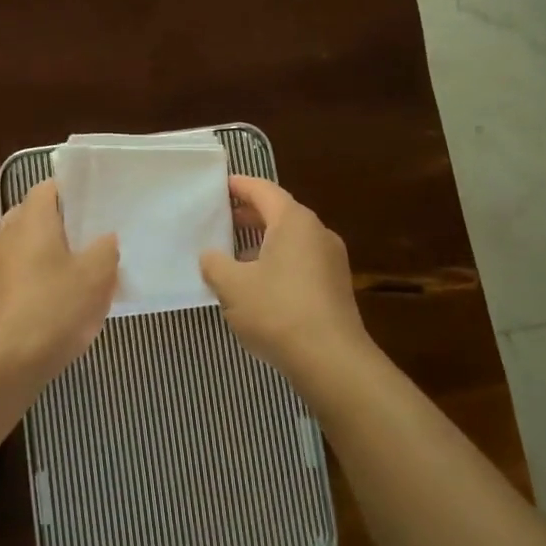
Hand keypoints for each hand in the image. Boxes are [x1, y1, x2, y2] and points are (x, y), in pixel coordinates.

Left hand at [0, 179, 118, 379]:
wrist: (4, 364)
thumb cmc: (53, 308)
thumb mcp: (96, 276)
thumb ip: (105, 250)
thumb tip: (105, 239)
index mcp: (30, 220)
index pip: (48, 188)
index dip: (72, 192)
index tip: (97, 204)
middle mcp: (6, 235)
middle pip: (36, 217)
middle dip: (63, 226)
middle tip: (94, 238)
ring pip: (27, 248)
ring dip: (51, 255)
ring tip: (82, 272)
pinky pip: (20, 276)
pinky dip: (39, 280)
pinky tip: (61, 302)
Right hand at [200, 176, 375, 390]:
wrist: (331, 360)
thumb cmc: (277, 311)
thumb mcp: (232, 286)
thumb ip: (215, 264)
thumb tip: (210, 256)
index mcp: (294, 221)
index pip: (263, 190)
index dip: (239, 186)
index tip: (219, 185)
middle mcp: (317, 233)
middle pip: (280, 213)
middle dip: (250, 214)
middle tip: (221, 218)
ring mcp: (331, 260)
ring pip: (291, 240)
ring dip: (263, 242)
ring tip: (234, 254)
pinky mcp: (335, 287)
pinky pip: (301, 262)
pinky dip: (278, 262)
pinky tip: (259, 285)